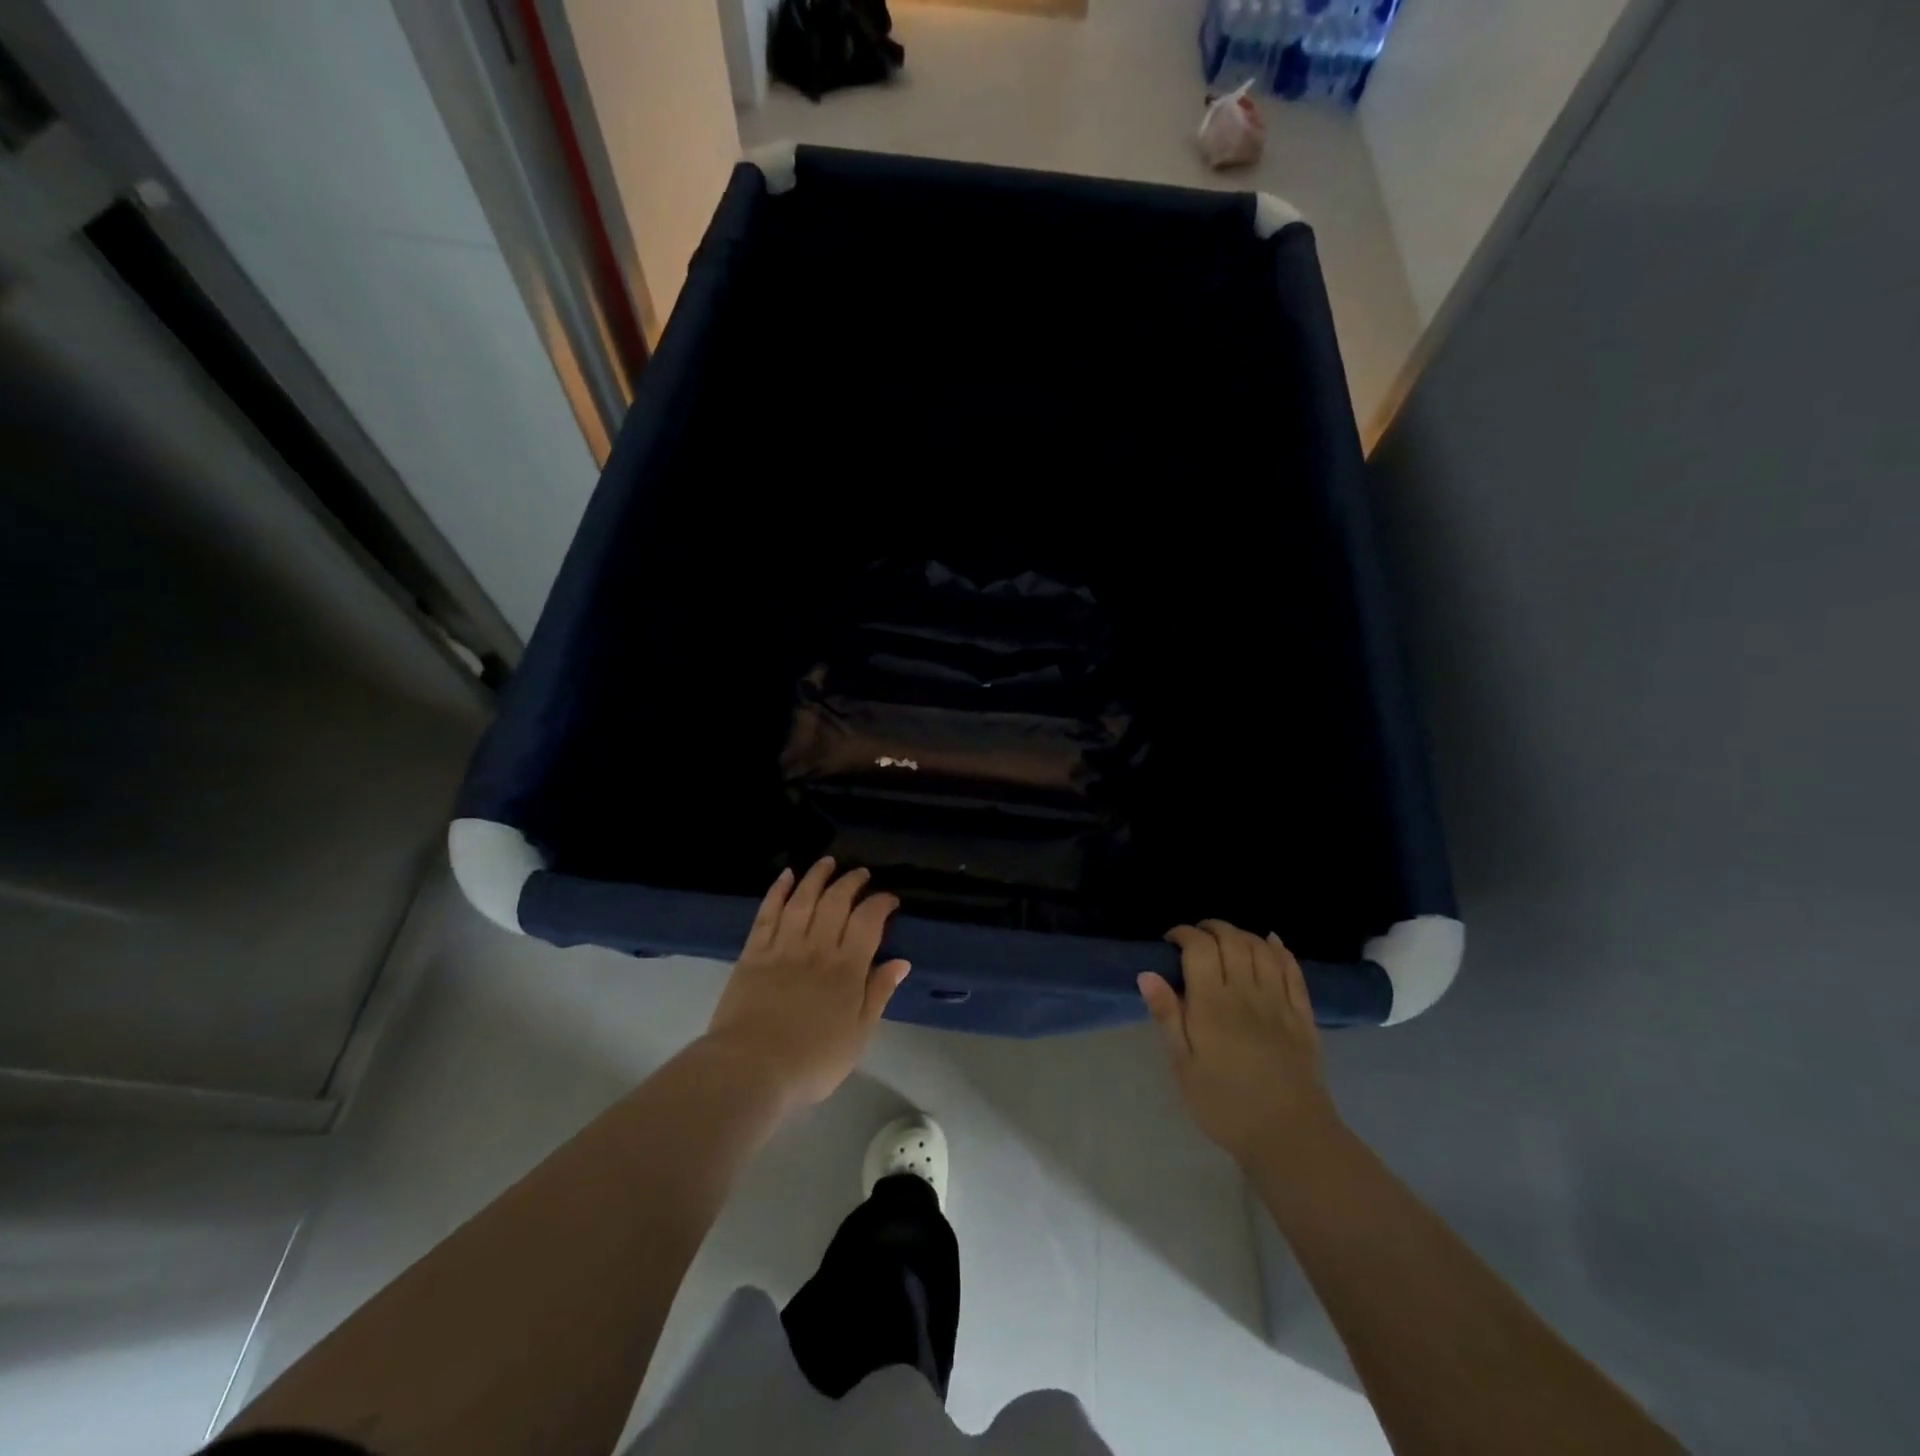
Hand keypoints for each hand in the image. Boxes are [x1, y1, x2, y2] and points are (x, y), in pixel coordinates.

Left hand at [705, 858, 910, 1109]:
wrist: (750, 1070)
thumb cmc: (811, 1061)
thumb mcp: (857, 1036)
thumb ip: (878, 994)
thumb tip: (900, 962)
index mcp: (847, 968)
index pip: (868, 921)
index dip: (881, 903)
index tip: (890, 900)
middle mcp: (817, 948)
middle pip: (836, 902)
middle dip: (851, 882)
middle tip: (861, 874)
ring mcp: (783, 946)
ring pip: (803, 899)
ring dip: (817, 877)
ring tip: (828, 862)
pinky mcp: (753, 952)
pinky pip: (768, 913)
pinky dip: (778, 891)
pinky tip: (786, 876)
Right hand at [1139, 919, 1340, 1168]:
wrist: (1289, 1136)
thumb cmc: (1225, 1105)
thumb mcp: (1184, 1066)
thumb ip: (1167, 1016)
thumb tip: (1147, 974)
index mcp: (1212, 1004)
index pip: (1199, 948)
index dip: (1184, 934)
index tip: (1171, 941)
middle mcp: (1247, 993)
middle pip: (1232, 940)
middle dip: (1212, 928)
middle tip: (1197, 936)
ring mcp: (1279, 1002)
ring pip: (1262, 949)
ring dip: (1242, 934)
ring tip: (1227, 939)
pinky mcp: (1303, 1015)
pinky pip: (1293, 971)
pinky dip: (1280, 950)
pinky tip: (1271, 942)